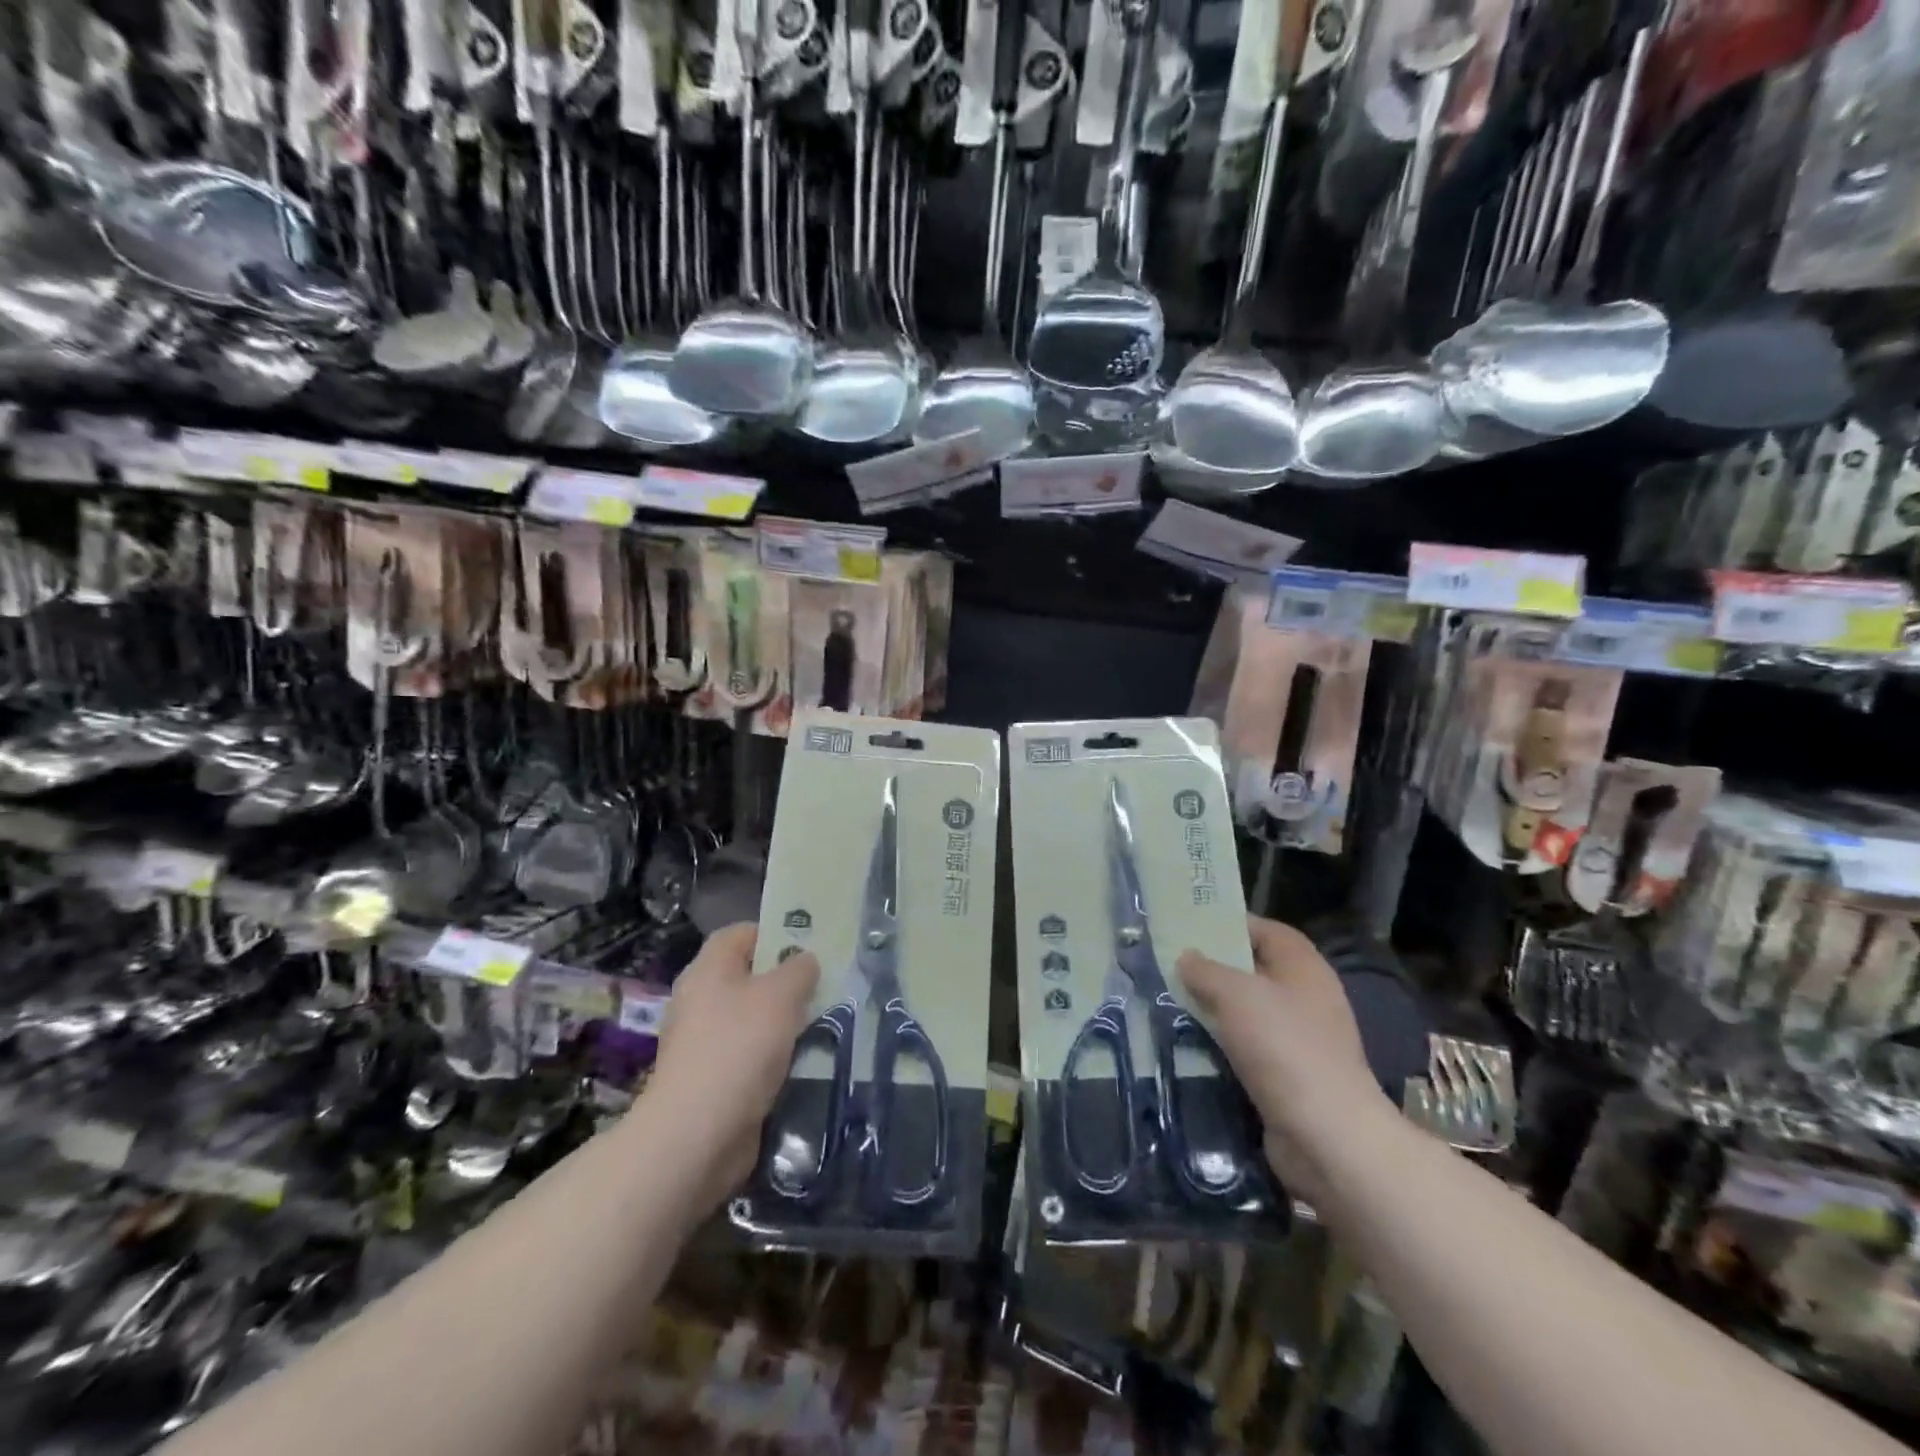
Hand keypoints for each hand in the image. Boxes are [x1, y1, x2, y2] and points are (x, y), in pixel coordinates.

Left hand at [643, 923, 818, 1212]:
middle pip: (749, 977)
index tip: (810, 945)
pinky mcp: (713, 1080)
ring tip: (824, 1023)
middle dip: (787, 981)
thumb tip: (805, 961)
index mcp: (708, 970)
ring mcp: (704, 1043)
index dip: (774, 932)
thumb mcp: (781, 996)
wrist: (697, 1135)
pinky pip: (751, 1055)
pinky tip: (804, 1062)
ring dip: (785, 1022)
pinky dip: (775, 1057)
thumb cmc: (739, 1048)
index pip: (740, 934)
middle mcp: (700, 1000)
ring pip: (753, 1019)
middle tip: (825, 985)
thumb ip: (799, 970)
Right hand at [1178, 916, 1391, 1201]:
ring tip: (1172, 1002)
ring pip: (1248, 1012)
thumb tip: (1187, 958)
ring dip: (1214, 1009)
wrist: (1326, 1136)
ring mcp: (1301, 1039)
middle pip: (1255, 970)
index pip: (1266, 930)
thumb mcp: (1235, 995)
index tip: (1190, 927)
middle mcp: (1306, 997)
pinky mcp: (1289, 1076)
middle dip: (1215, 968)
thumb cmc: (1284, 1048)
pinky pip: (1248, 1048)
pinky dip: (1222, 1045)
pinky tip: (1191, 1044)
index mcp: (1303, 967)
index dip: (1230, 924)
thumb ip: (1206, 970)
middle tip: (1172, 965)